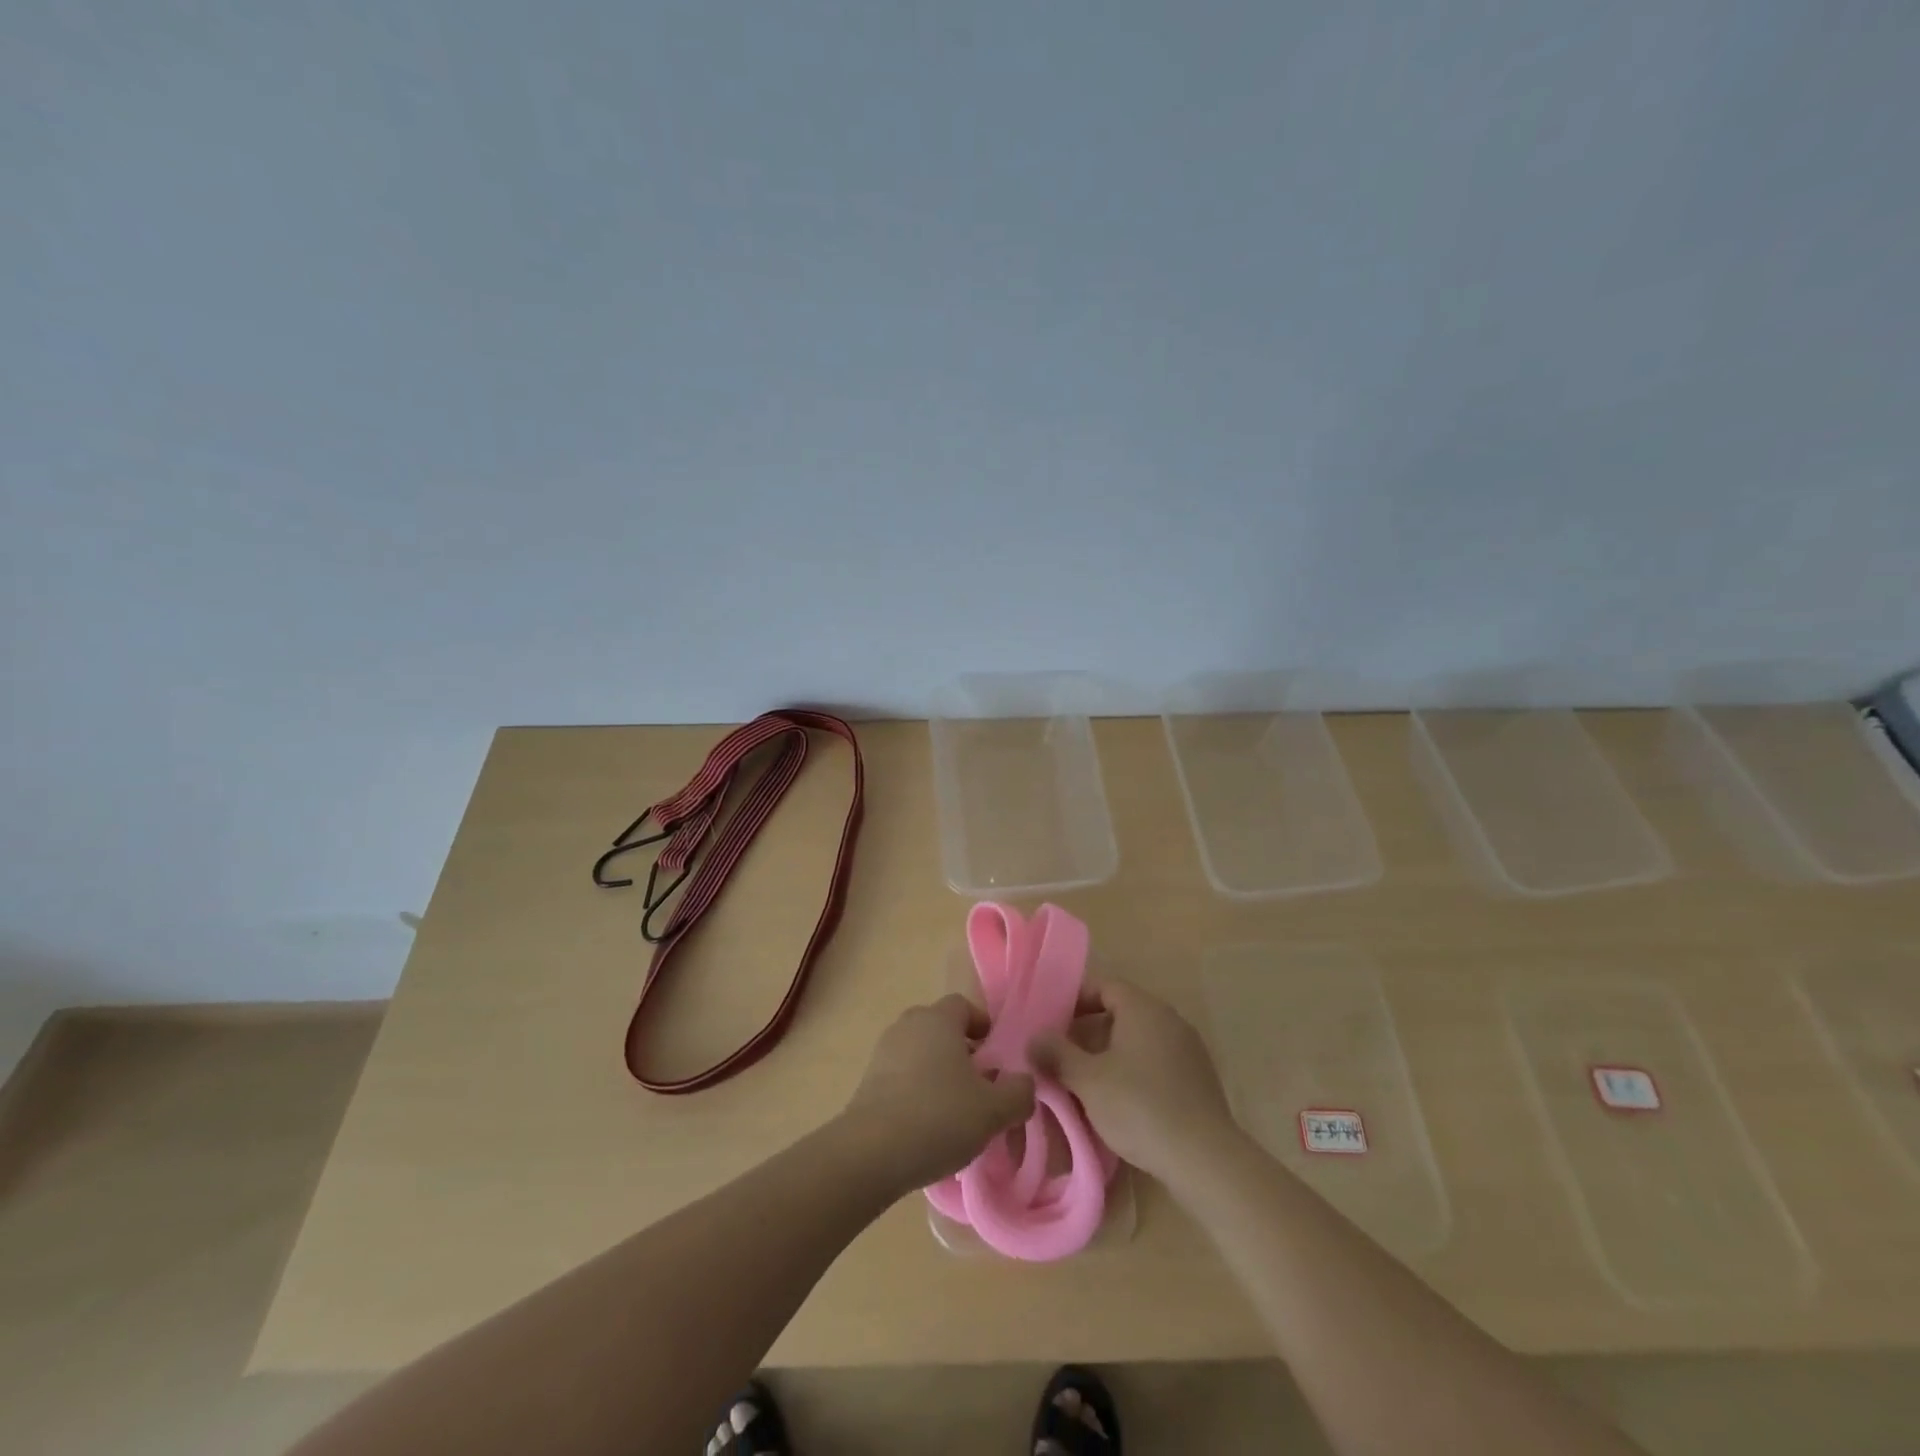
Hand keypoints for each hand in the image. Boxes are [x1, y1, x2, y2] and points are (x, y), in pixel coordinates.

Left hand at [840, 995, 1035, 1195]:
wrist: (870, 1153)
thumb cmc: (939, 1117)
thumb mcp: (994, 1110)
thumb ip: (1018, 1092)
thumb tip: (1024, 1082)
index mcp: (938, 1019)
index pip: (964, 1006)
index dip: (983, 1027)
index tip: (996, 1057)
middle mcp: (908, 1025)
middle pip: (940, 1029)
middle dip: (961, 1052)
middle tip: (980, 1086)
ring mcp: (883, 1052)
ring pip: (920, 1054)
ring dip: (938, 1074)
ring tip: (955, 1113)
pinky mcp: (866, 1082)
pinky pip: (901, 1077)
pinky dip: (916, 1092)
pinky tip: (927, 1128)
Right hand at [1030, 978, 1237, 1182]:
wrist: (1205, 1160)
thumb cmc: (1140, 1107)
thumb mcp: (1087, 1080)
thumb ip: (1057, 1054)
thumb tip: (1035, 1038)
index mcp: (1143, 1008)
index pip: (1103, 986)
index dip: (1074, 1000)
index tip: (1051, 1023)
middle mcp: (1169, 1019)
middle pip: (1120, 1012)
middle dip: (1088, 1031)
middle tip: (1061, 1055)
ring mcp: (1188, 1049)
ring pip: (1138, 1040)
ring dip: (1109, 1054)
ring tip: (1084, 1082)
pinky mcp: (1198, 1079)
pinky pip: (1156, 1062)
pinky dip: (1133, 1072)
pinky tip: (1119, 1102)